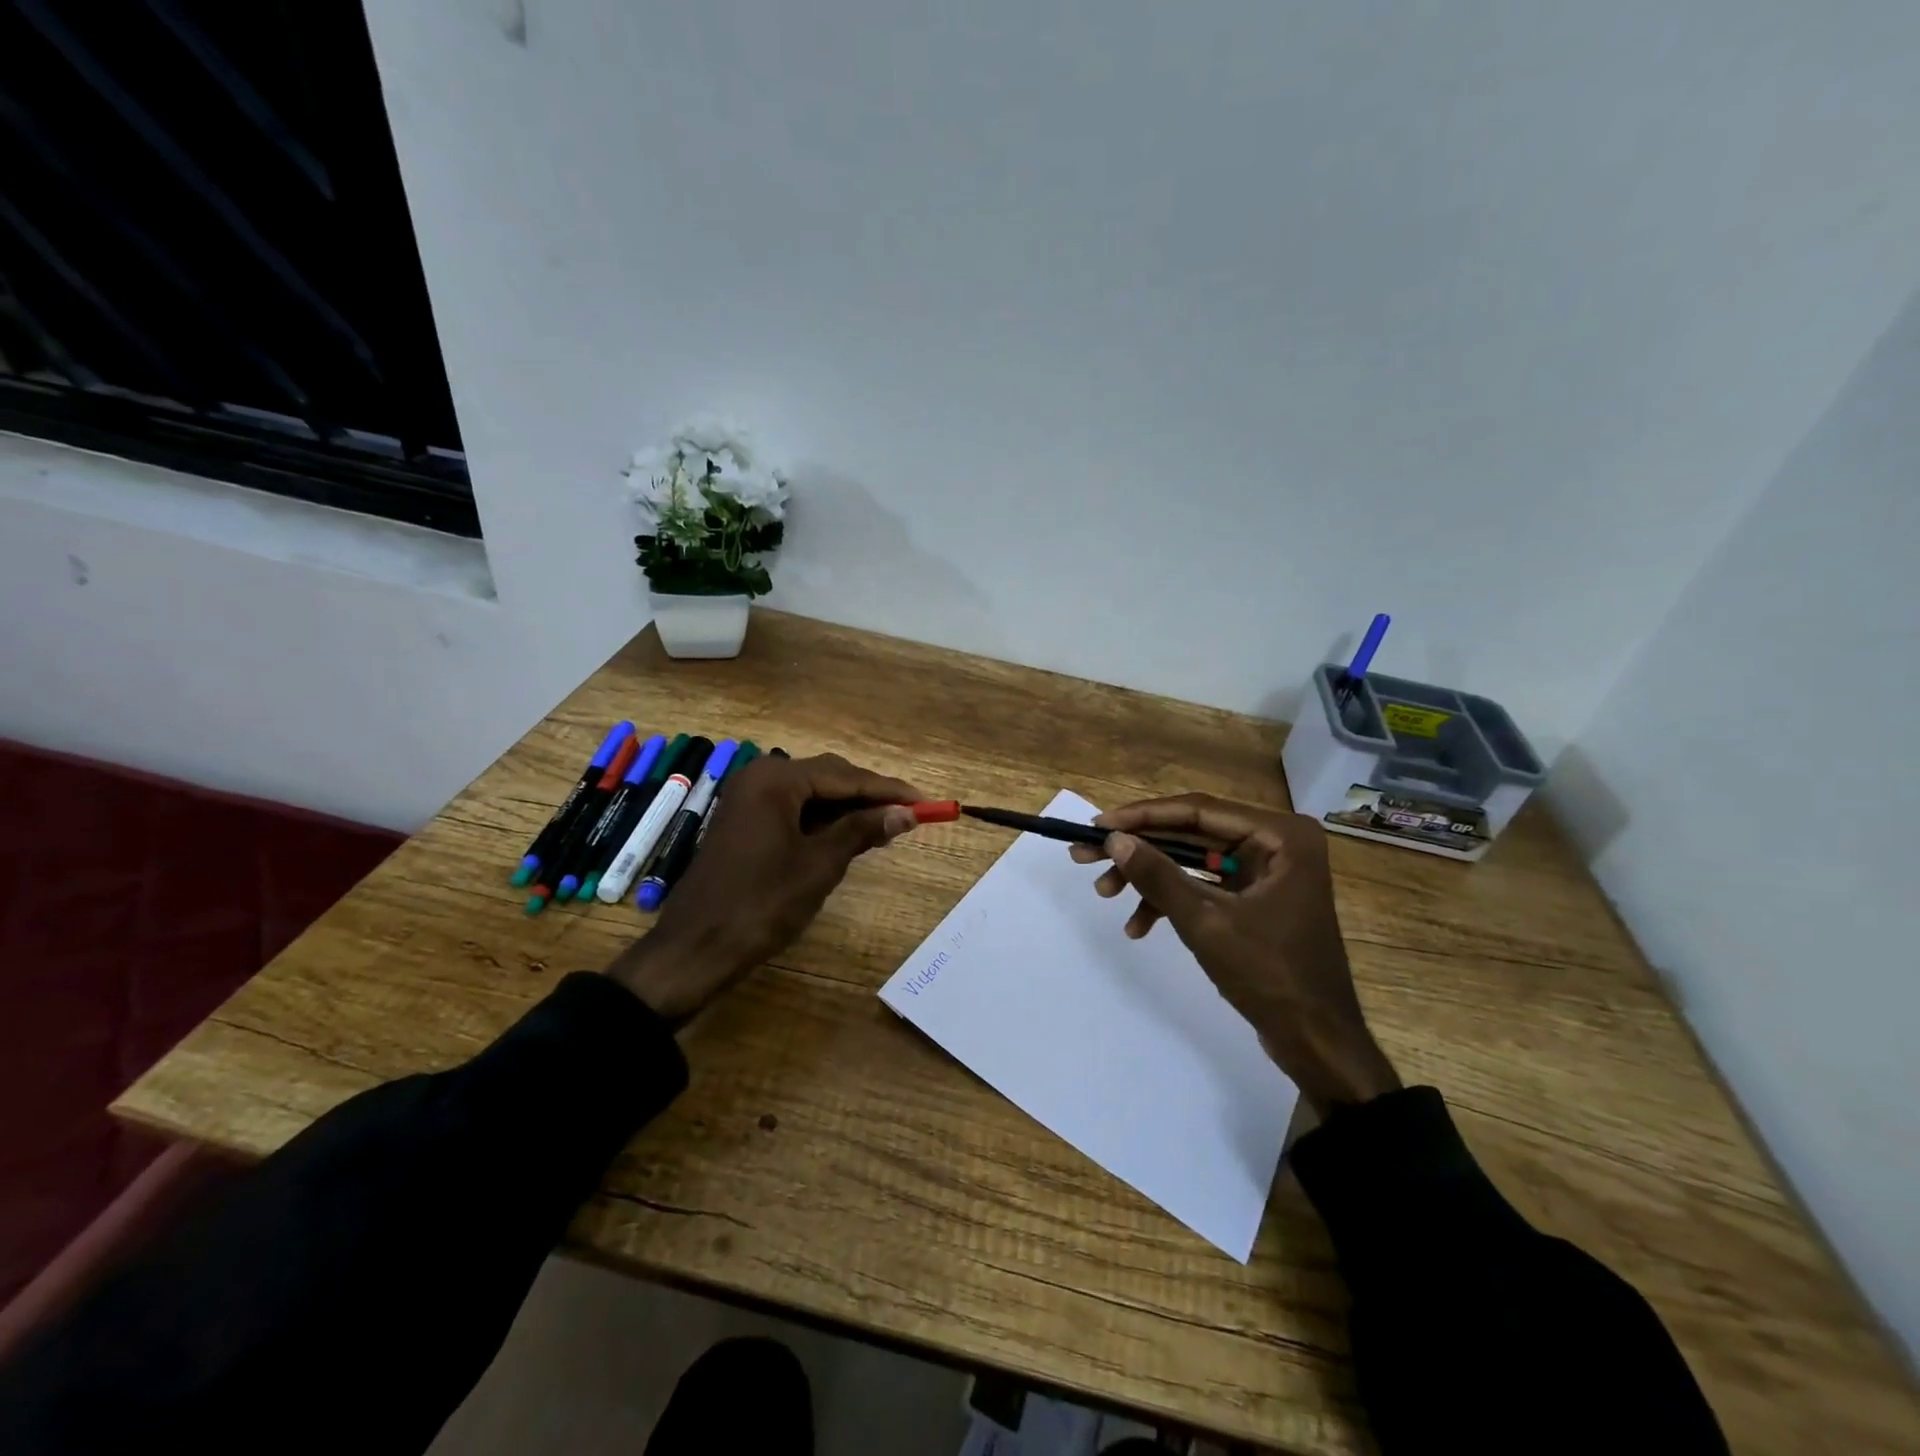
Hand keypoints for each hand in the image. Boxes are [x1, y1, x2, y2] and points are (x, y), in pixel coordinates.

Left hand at [606, 753, 923, 1019]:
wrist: (697, 948)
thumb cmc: (762, 903)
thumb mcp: (820, 865)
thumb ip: (862, 830)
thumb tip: (905, 813)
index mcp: (776, 780)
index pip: (846, 776)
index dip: (888, 789)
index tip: (925, 801)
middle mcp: (760, 778)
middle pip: (828, 777)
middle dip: (869, 796)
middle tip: (908, 815)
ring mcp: (748, 800)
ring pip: (812, 794)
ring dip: (848, 810)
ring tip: (887, 828)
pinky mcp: (745, 822)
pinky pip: (794, 810)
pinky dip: (823, 822)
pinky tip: (849, 837)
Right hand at [1070, 793, 1400, 1113]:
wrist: (1317, 1042)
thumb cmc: (1270, 975)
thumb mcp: (1205, 922)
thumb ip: (1158, 876)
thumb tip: (1113, 839)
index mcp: (1280, 836)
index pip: (1198, 812)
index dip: (1143, 817)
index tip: (1097, 825)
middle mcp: (1275, 843)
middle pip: (1191, 834)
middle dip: (1139, 850)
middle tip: (1087, 856)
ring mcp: (1266, 871)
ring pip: (1191, 861)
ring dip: (1149, 879)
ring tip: (1105, 893)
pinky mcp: (1255, 898)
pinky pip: (1204, 886)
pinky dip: (1171, 902)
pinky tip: (1138, 926)